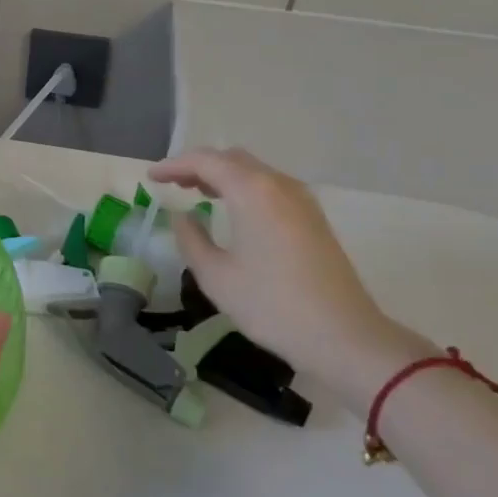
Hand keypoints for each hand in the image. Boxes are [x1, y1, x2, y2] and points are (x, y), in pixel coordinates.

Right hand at [149, 148, 432, 412]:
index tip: (151, 178)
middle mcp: (278, 185)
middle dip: (198, 165)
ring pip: (253, 171)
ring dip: (222, 175)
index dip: (174, 166)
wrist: (346, 337)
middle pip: (231, 159)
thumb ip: (192, 239)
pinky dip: (243, 187)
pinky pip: (270, 186)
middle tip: (172, 183)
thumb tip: (183, 217)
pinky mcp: (313, 218)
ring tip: (196, 192)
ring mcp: (301, 200)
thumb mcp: (217, 276)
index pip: (205, 162)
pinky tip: (232, 209)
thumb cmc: (273, 306)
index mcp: (252, 192)